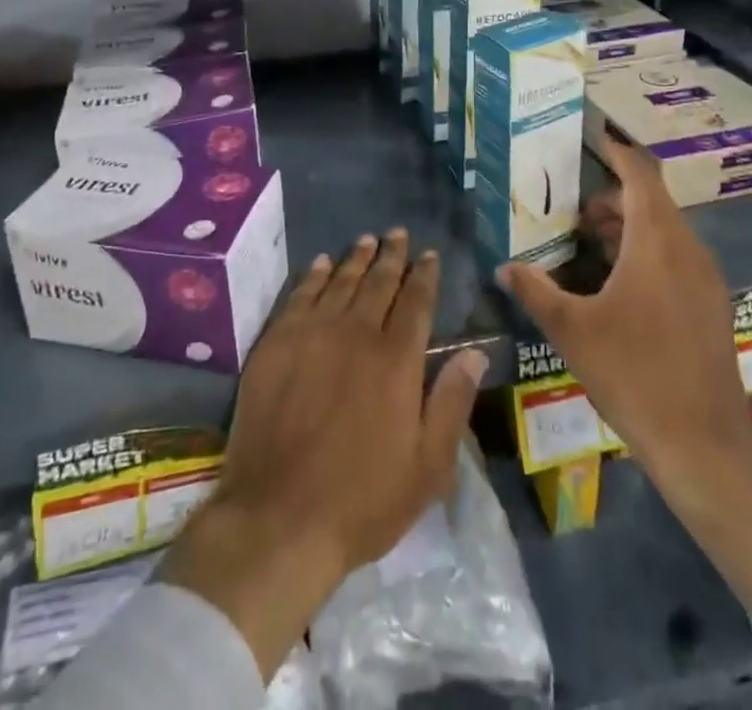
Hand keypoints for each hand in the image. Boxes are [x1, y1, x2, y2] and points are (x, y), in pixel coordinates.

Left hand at [161, 229, 486, 678]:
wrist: (278, 517)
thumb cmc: (363, 500)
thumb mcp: (428, 467)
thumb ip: (452, 402)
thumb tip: (474, 352)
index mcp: (396, 360)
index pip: (416, 302)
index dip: (425, 275)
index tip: (430, 254)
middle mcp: (356, 333)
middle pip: (378, 282)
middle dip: (392, 256)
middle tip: (398, 233)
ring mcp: (312, 334)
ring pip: (340, 281)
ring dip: (356, 258)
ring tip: (367, 240)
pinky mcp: (276, 343)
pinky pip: (300, 295)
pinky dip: (313, 275)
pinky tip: (320, 263)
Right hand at [498, 135, 751, 473]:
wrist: (705, 444)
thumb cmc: (634, 373)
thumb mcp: (572, 330)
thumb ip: (535, 290)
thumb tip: (504, 267)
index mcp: (657, 242)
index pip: (640, 174)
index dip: (617, 151)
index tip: (593, 137)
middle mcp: (687, 249)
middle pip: (652, 201)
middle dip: (612, 198)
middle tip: (573, 209)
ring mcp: (705, 279)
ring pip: (665, 231)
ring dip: (629, 226)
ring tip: (589, 243)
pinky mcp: (711, 305)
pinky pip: (676, 257)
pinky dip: (647, 251)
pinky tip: (619, 283)